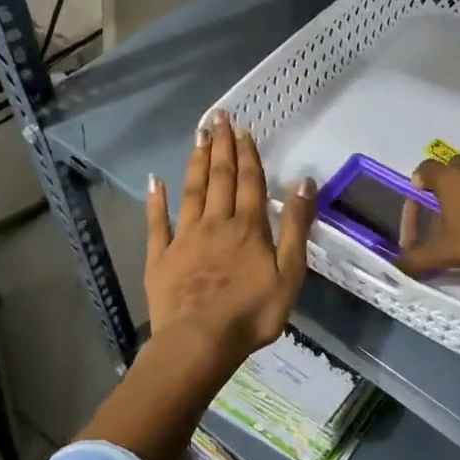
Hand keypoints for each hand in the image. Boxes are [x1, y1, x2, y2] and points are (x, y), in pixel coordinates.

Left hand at [145, 111, 316, 365]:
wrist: (200, 341)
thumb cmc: (252, 312)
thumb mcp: (290, 272)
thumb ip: (296, 226)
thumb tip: (305, 182)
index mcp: (248, 227)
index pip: (249, 182)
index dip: (247, 155)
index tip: (243, 130)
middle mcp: (215, 223)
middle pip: (219, 178)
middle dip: (221, 147)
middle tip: (218, 118)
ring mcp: (185, 238)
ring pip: (191, 192)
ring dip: (196, 163)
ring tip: (198, 136)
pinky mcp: (161, 257)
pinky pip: (158, 223)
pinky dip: (156, 201)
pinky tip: (155, 181)